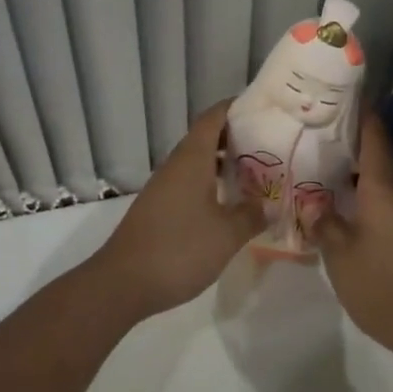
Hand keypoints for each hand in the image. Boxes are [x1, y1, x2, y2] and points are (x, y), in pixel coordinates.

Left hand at [89, 101, 261, 319]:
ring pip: (197, 162)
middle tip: (269, 144)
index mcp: (192, 158)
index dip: (236, 107)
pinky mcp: (158, 208)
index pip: (214, 117)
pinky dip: (210, 183)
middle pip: (206, 137)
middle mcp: (176, 165)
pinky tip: (227, 203)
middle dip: (236, 137)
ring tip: (254, 173)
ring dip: (223, 163)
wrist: (122, 283)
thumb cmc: (179, 249)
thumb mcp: (226, 235)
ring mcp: (164, 187)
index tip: (262, 108)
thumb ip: (251, 215)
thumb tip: (270, 204)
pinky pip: (189, 183)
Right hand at [302, 112, 392, 366]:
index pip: (373, 138)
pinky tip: (337, 204)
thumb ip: (324, 223)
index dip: (361, 112)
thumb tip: (312, 202)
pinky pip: (379, 202)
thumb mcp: (341, 256)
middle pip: (373, 156)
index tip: (342, 91)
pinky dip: (358, 195)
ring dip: (351, 170)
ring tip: (317, 163)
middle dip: (347, 140)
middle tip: (314, 129)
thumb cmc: (384, 286)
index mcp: (383, 190)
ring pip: (375, 182)